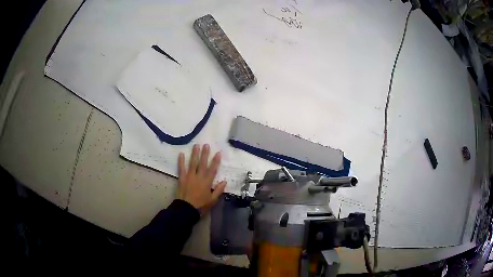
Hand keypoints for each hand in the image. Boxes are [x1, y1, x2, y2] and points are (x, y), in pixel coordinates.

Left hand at [177, 144, 226, 214]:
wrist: (186, 209)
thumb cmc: (201, 205)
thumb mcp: (212, 200)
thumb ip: (218, 190)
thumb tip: (224, 181)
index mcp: (207, 182)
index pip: (213, 169)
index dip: (216, 161)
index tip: (218, 153)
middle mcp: (199, 177)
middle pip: (203, 163)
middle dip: (205, 154)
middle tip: (206, 145)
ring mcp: (189, 176)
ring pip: (193, 163)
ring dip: (194, 154)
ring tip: (196, 145)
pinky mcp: (182, 178)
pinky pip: (181, 168)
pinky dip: (181, 161)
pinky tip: (181, 154)